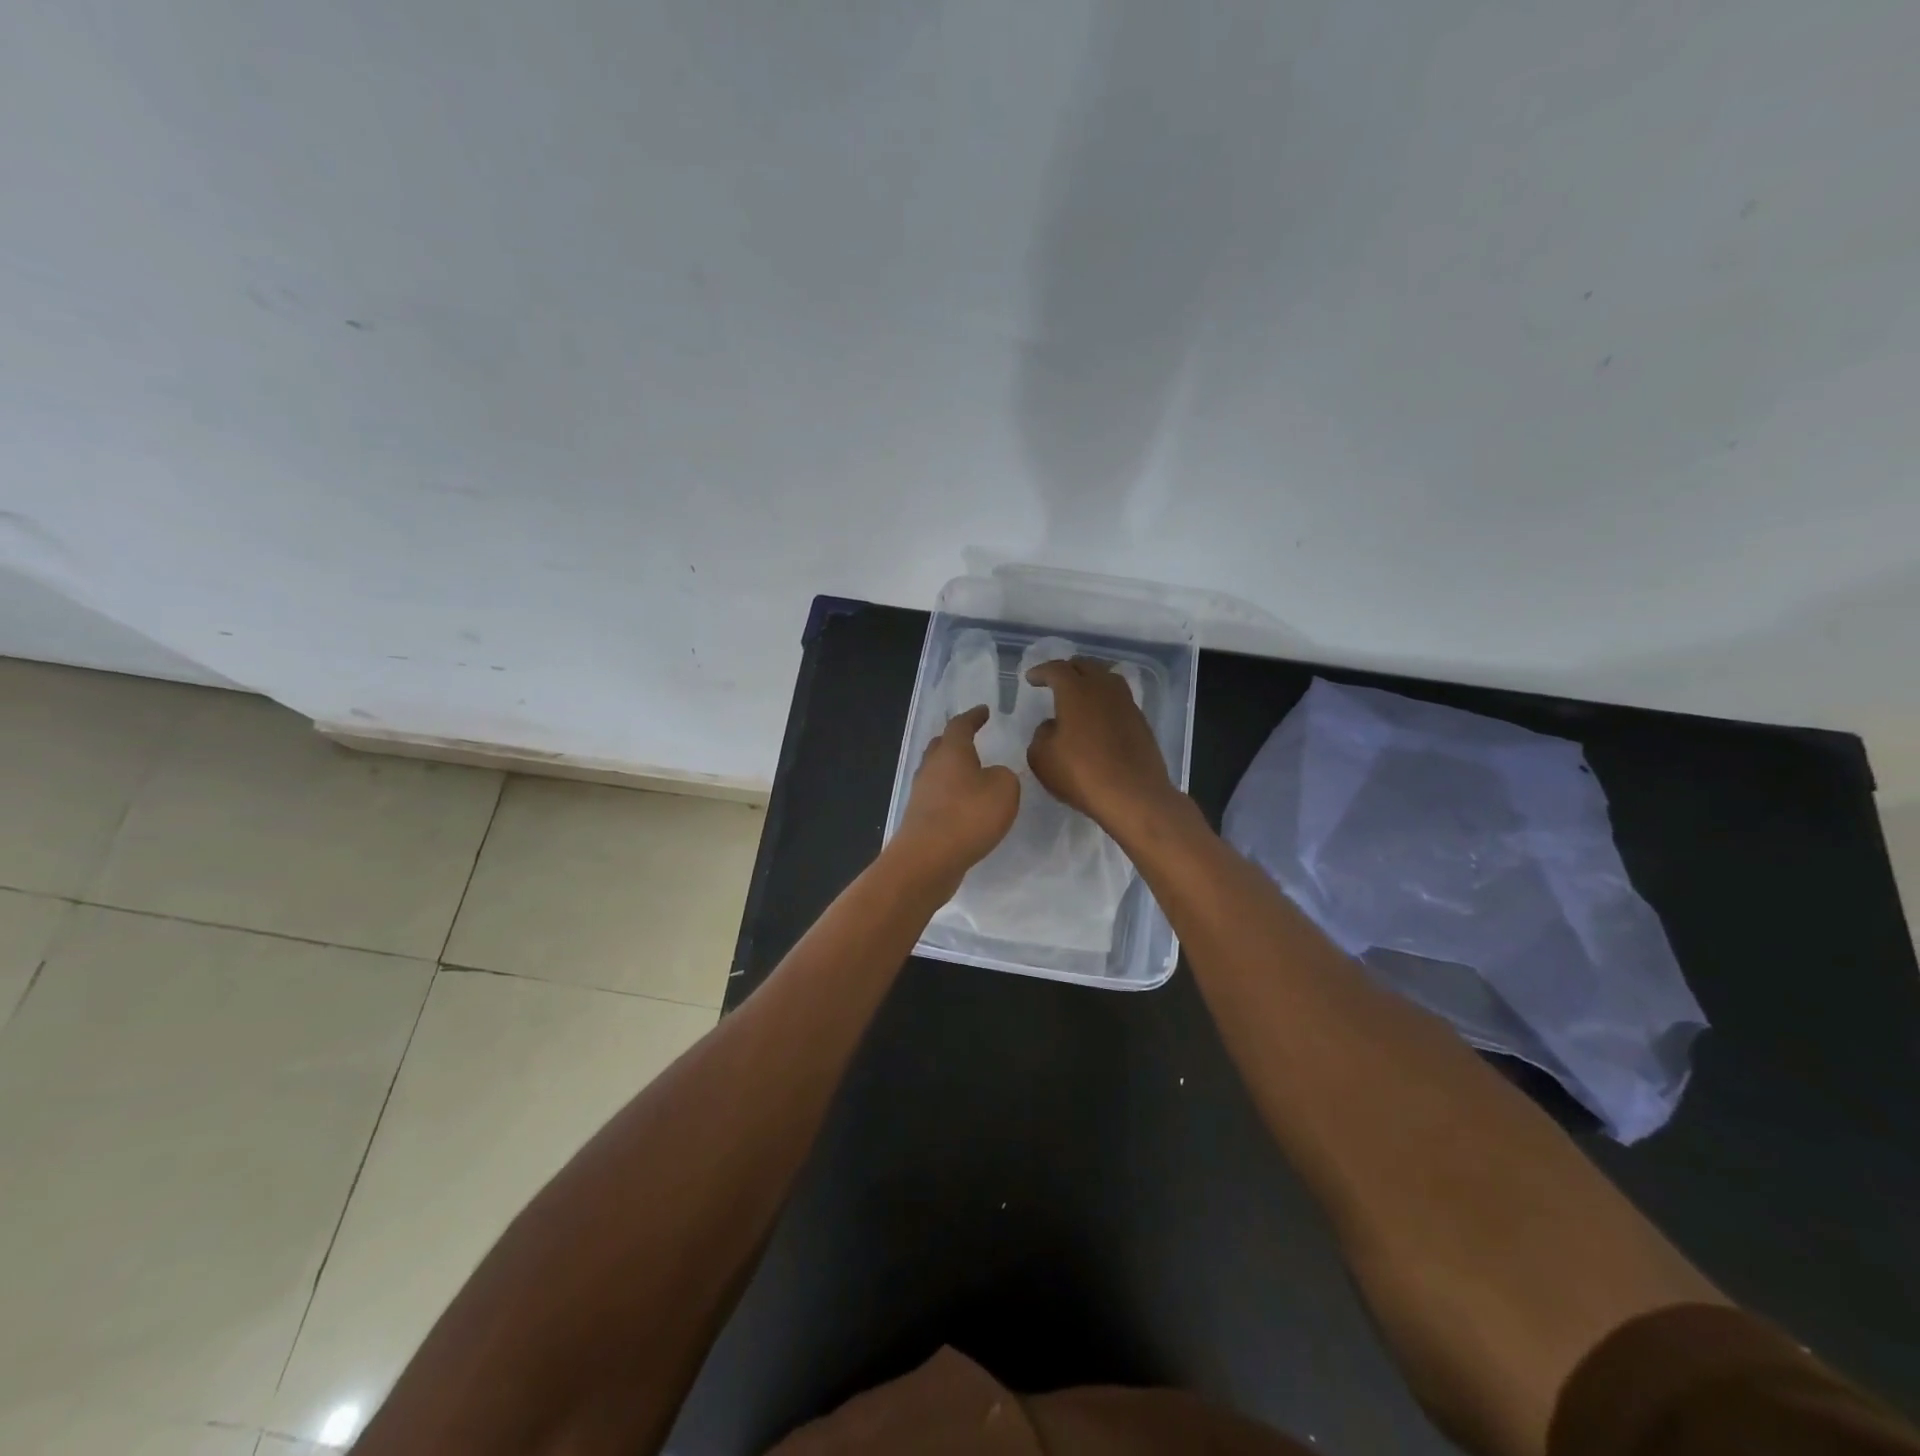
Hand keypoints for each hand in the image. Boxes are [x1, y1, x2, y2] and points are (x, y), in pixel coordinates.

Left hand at [891, 706, 1019, 886]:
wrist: (928, 859)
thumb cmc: (968, 816)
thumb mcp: (1005, 789)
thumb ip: (1004, 776)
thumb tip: (991, 777)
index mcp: (951, 751)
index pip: (961, 725)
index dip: (973, 716)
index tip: (984, 711)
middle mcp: (931, 767)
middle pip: (941, 746)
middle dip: (956, 740)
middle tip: (971, 738)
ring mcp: (921, 794)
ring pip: (937, 772)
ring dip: (952, 770)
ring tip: (970, 774)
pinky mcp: (919, 819)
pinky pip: (937, 797)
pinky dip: (950, 795)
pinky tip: (963, 806)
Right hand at [1025, 658, 1179, 834]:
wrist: (1133, 796)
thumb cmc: (1081, 774)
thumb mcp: (1042, 758)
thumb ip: (1041, 735)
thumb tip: (1052, 726)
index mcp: (1076, 691)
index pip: (1057, 669)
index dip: (1042, 671)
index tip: (1031, 678)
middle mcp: (1104, 689)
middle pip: (1086, 666)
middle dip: (1068, 669)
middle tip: (1055, 679)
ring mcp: (1126, 704)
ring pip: (1107, 678)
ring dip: (1090, 679)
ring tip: (1079, 691)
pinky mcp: (1140, 721)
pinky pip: (1119, 698)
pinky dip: (1104, 699)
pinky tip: (1098, 715)